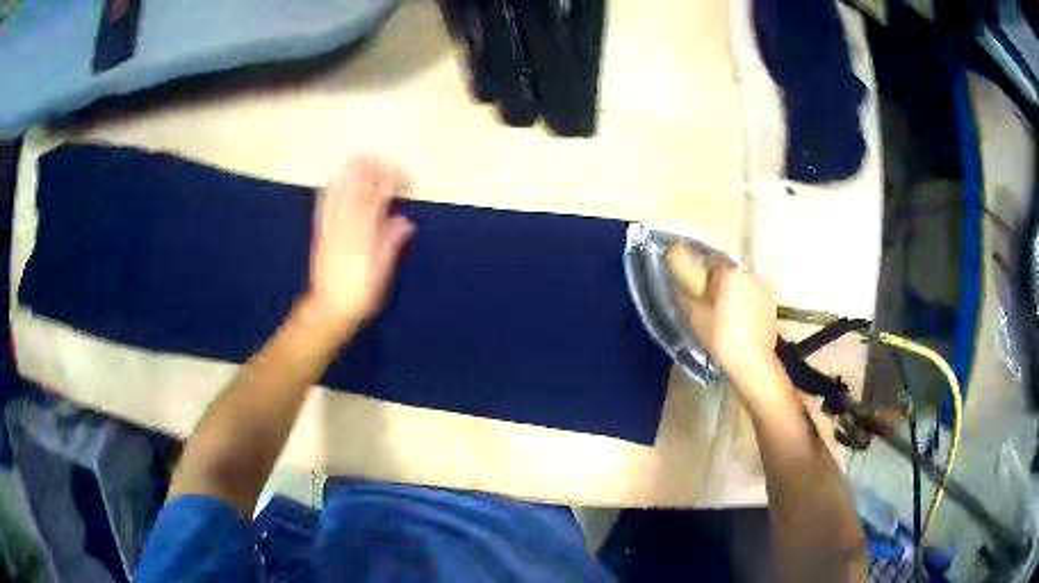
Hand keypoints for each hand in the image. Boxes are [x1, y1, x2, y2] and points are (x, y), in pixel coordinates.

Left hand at [305, 156, 414, 329]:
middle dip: (372, 171)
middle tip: (385, 166)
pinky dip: (333, 186)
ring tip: (362, 160)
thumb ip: (391, 244)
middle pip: (358, 187)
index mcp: (365, 235)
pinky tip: (336, 177)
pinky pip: (325, 202)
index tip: (404, 179)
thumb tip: (404, 221)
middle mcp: (347, 226)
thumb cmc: (361, 294)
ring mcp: (331, 226)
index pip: (379, 198)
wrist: (329, 309)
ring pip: (340, 190)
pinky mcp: (321, 231)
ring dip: (351, 173)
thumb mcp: (382, 273)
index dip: (391, 184)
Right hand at [682, 255, 781, 397]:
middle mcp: (750, 275)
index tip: (695, 280)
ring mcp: (764, 289)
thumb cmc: (724, 338)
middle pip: (730, 270)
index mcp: (731, 273)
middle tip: (708, 297)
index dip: (703, 268)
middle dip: (719, 280)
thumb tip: (674, 286)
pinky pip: (754, 295)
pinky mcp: (772, 304)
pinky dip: (746, 301)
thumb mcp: (697, 319)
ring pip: (743, 283)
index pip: (714, 259)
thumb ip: (684, 298)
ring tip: (724, 310)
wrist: (754, 363)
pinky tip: (739, 319)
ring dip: (734, 290)